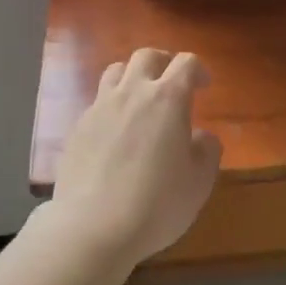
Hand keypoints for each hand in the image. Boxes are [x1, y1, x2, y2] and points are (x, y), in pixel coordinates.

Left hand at [51, 48, 221, 265]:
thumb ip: (207, 151)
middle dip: (163, 63)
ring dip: (132, 77)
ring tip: (139, 98)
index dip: (198, 70)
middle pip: (147, 56)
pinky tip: (114, 132)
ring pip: (116, 71)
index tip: (204, 86)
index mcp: (168, 98)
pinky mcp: (77, 127)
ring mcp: (100, 107)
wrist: (92, 228)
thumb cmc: (156, 204)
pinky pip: (97, 102)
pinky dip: (110, 106)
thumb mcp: (199, 182)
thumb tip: (201, 136)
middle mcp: (133, 92)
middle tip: (171, 82)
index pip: (186, 63)